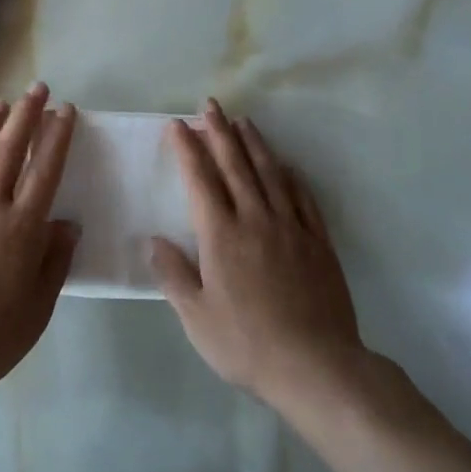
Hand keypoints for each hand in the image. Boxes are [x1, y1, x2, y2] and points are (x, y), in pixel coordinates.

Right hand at [151, 100, 364, 408]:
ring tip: (242, 121)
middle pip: (235, 165)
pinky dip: (290, 175)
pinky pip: (301, 197)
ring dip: (253, 143)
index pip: (200, 179)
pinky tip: (285, 165)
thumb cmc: (246, 344)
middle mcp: (255, 219)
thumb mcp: (197, 318)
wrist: (315, 366)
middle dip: (219, 131)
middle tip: (210, 105)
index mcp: (221, 235)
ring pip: (269, 173)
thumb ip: (173, 275)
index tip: (178, 124)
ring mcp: (290, 227)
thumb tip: (153, 239)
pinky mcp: (317, 241)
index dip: (188, 148)